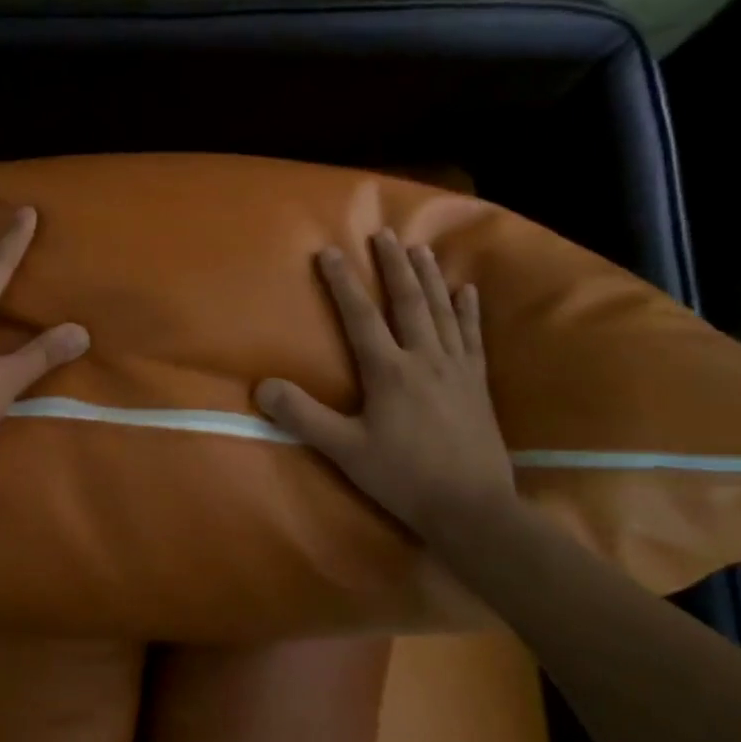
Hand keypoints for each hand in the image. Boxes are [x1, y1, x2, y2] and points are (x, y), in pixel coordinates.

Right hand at [255, 233, 514, 535]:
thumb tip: (262, 386)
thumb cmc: (403, 477)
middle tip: (384, 234)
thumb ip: (303, 416)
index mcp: (389, 371)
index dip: (342, 282)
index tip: (329, 251)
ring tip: (420, 249)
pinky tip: (467, 291)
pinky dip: (468, 311)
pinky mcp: (478, 384)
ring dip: (429, 278)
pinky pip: (472, 337)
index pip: (360, 316)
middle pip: (407, 302)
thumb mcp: (344, 450)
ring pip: (441, 311)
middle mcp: (424, 359)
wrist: (472, 508)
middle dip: (393, 266)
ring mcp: (456, 369)